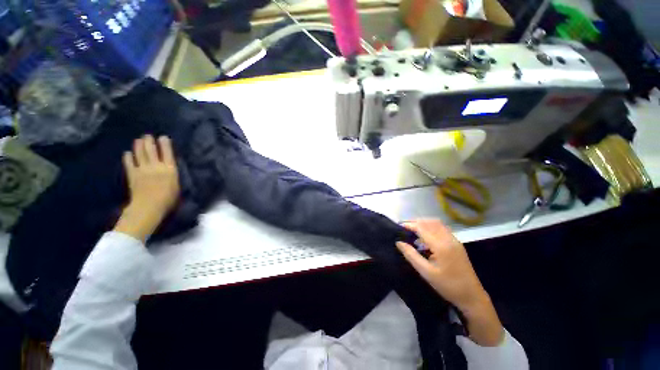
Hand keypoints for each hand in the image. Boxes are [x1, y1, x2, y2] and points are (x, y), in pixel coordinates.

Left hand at [113, 135, 179, 241]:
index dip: (165, 144)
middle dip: (149, 141)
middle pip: (151, 150)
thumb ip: (172, 175)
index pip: (167, 153)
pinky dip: (128, 157)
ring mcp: (142, 169)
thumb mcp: (177, 186)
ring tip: (138, 140)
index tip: (163, 137)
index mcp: (169, 169)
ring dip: (139, 146)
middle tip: (148, 135)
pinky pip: (129, 163)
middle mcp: (156, 166)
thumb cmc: (168, 199)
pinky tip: (127, 153)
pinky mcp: (132, 174)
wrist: (149, 206)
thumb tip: (170, 168)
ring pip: (140, 154)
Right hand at [396, 219, 503, 345]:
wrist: (472, 296)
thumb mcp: (426, 272)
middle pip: (429, 222)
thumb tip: (398, 242)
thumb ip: (411, 255)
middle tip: (404, 227)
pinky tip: (425, 235)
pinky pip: (442, 228)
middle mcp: (448, 239)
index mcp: (441, 246)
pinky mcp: (457, 243)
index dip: (409, 225)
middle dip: (415, 222)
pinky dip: (431, 226)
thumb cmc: (447, 286)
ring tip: (413, 229)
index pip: (422, 228)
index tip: (399, 226)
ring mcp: (454, 240)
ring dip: (424, 223)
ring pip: (437, 223)